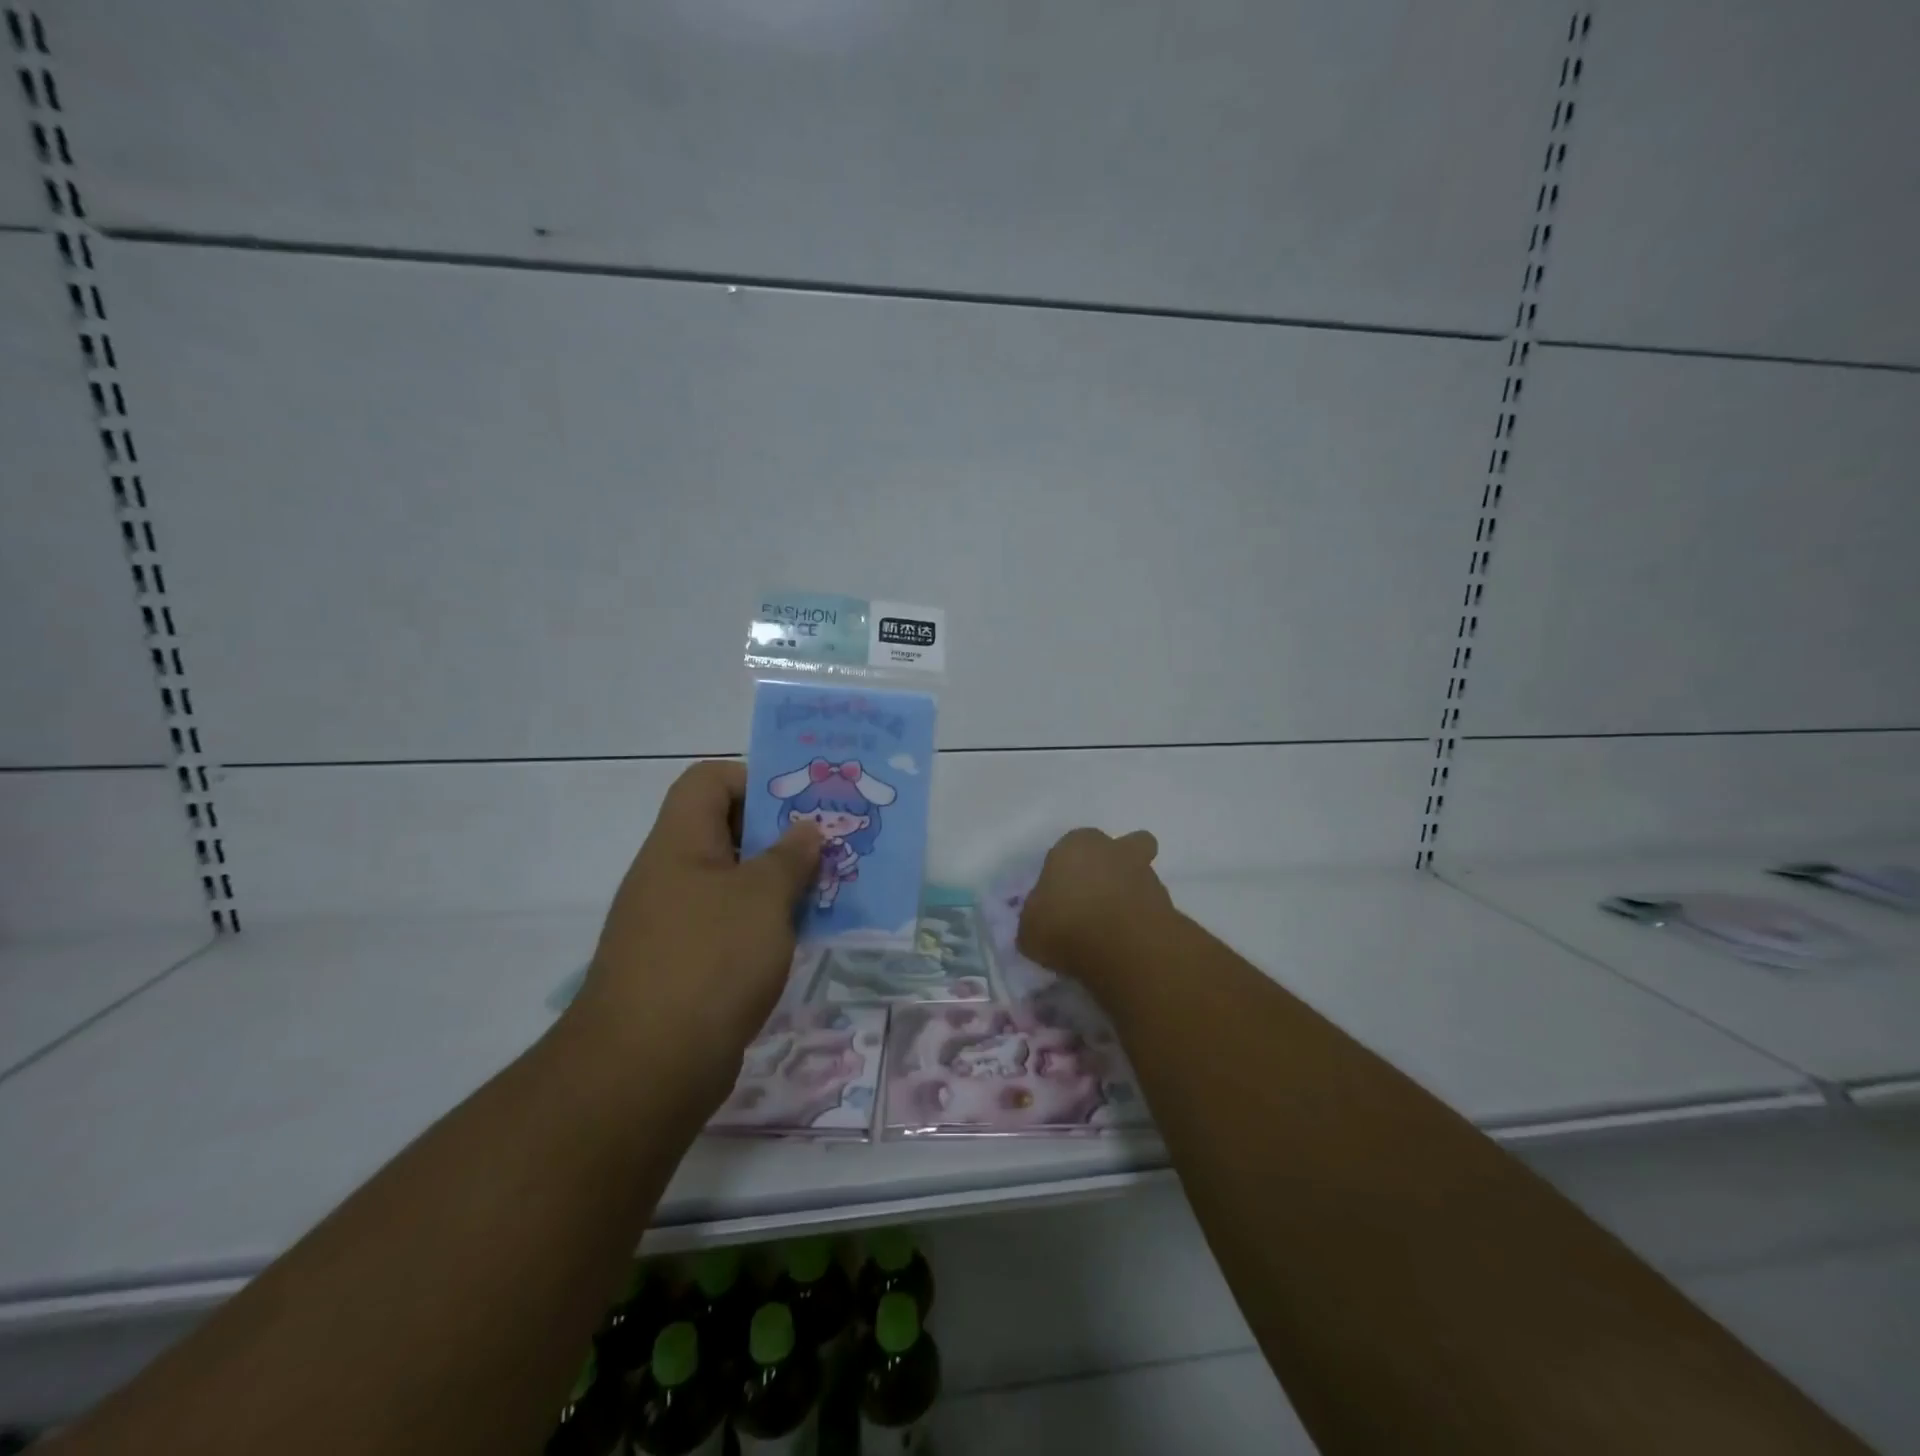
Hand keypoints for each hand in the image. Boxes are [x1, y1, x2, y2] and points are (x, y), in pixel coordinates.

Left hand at [569, 761, 820, 1098]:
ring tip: (824, 892)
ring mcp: (673, 922)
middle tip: (826, 848)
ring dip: (777, 883)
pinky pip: (729, 925)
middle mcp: (670, 874)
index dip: (753, 780)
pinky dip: (763, 924)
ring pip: (732, 882)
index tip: (800, 806)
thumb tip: (805, 830)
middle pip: (725, 831)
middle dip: (779, 835)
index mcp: (680, 842)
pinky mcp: (683, 965)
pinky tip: (798, 939)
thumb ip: (790, 856)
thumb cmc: (710, 960)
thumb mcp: (763, 897)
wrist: (645, 1068)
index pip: (709, 781)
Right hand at [1017, 827, 1174, 982]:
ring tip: (1113, 929)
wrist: (1123, 947)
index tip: (1061, 897)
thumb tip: (1043, 921)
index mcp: (1076, 844)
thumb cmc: (1065, 924)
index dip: (1066, 870)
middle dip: (1113, 865)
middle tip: (1096, 899)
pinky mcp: (1168, 903)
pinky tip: (1128, 942)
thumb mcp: (1029, 927)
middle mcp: (1113, 850)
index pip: (1069, 848)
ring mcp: (1146, 873)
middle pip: (1121, 846)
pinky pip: (1150, 906)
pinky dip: (1142, 919)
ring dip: (1130, 894)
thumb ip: (1037, 917)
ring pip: (1140, 874)